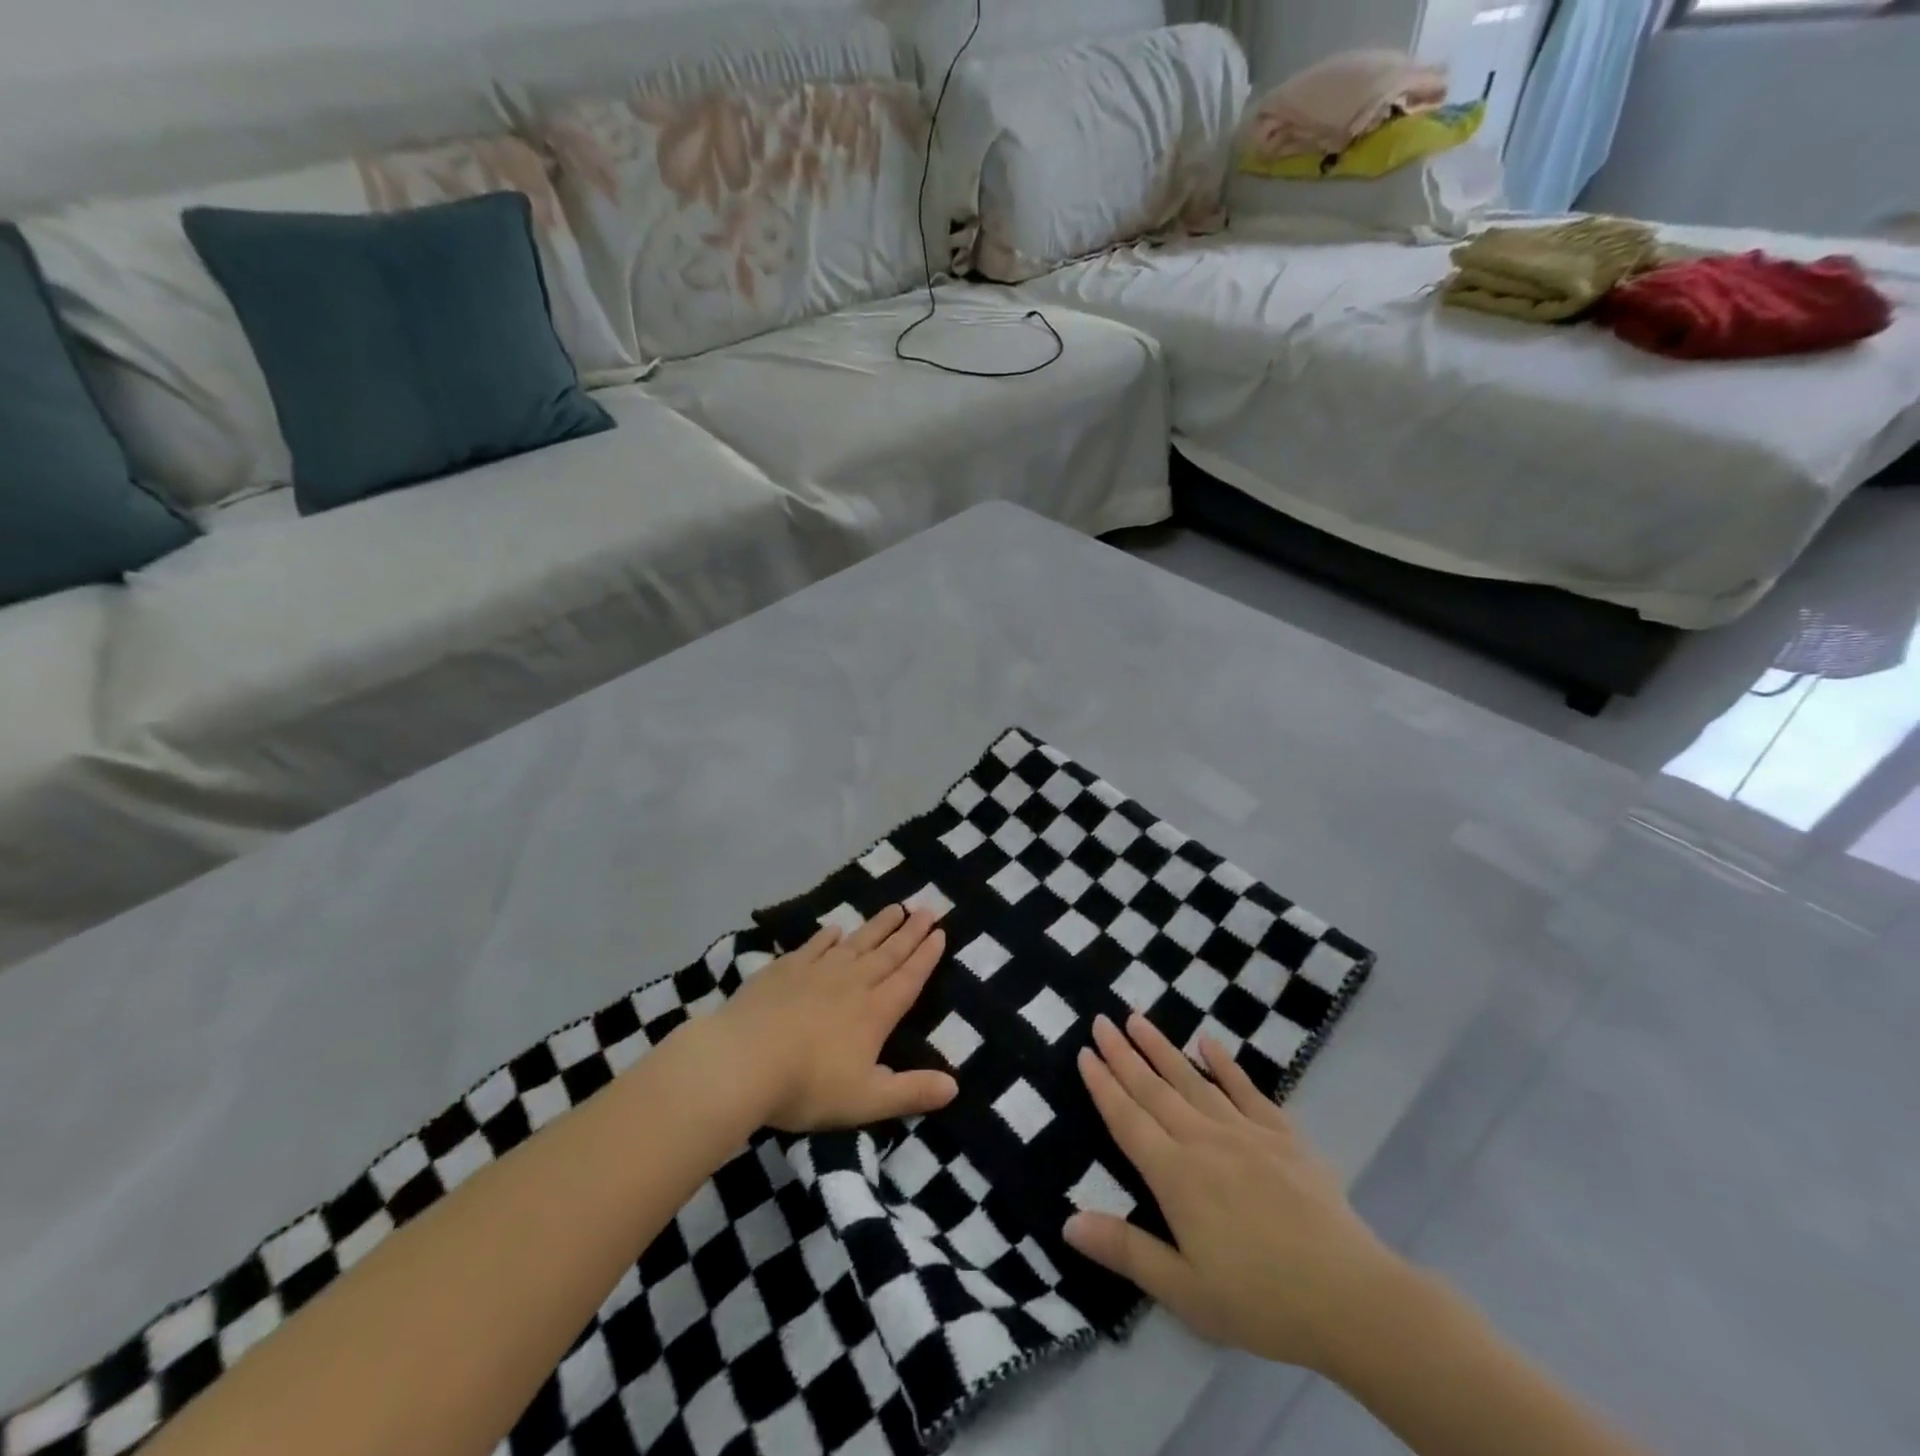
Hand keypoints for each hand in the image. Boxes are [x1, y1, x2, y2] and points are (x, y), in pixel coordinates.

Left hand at [712, 905, 958, 1132]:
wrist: (742, 1062)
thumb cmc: (807, 1086)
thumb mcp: (867, 1100)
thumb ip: (911, 1092)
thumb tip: (955, 1086)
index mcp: (874, 1012)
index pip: (908, 978)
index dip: (926, 956)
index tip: (940, 932)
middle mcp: (851, 983)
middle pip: (887, 953)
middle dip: (909, 932)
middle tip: (926, 909)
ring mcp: (816, 972)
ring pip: (855, 943)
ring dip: (877, 926)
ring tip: (895, 908)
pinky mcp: (784, 970)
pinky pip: (813, 946)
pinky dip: (827, 936)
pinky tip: (834, 929)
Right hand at [1064, 1013, 1409, 1373]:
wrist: (1351, 1298)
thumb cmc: (1261, 1301)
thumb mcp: (1185, 1291)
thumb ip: (1126, 1251)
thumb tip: (1067, 1222)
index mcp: (1176, 1176)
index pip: (1128, 1120)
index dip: (1103, 1085)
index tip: (1085, 1052)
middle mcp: (1204, 1141)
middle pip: (1154, 1090)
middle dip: (1124, 1054)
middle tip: (1102, 1021)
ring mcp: (1245, 1132)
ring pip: (1193, 1079)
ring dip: (1162, 1048)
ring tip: (1138, 1019)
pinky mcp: (1283, 1135)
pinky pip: (1247, 1090)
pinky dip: (1225, 1064)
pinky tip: (1208, 1042)